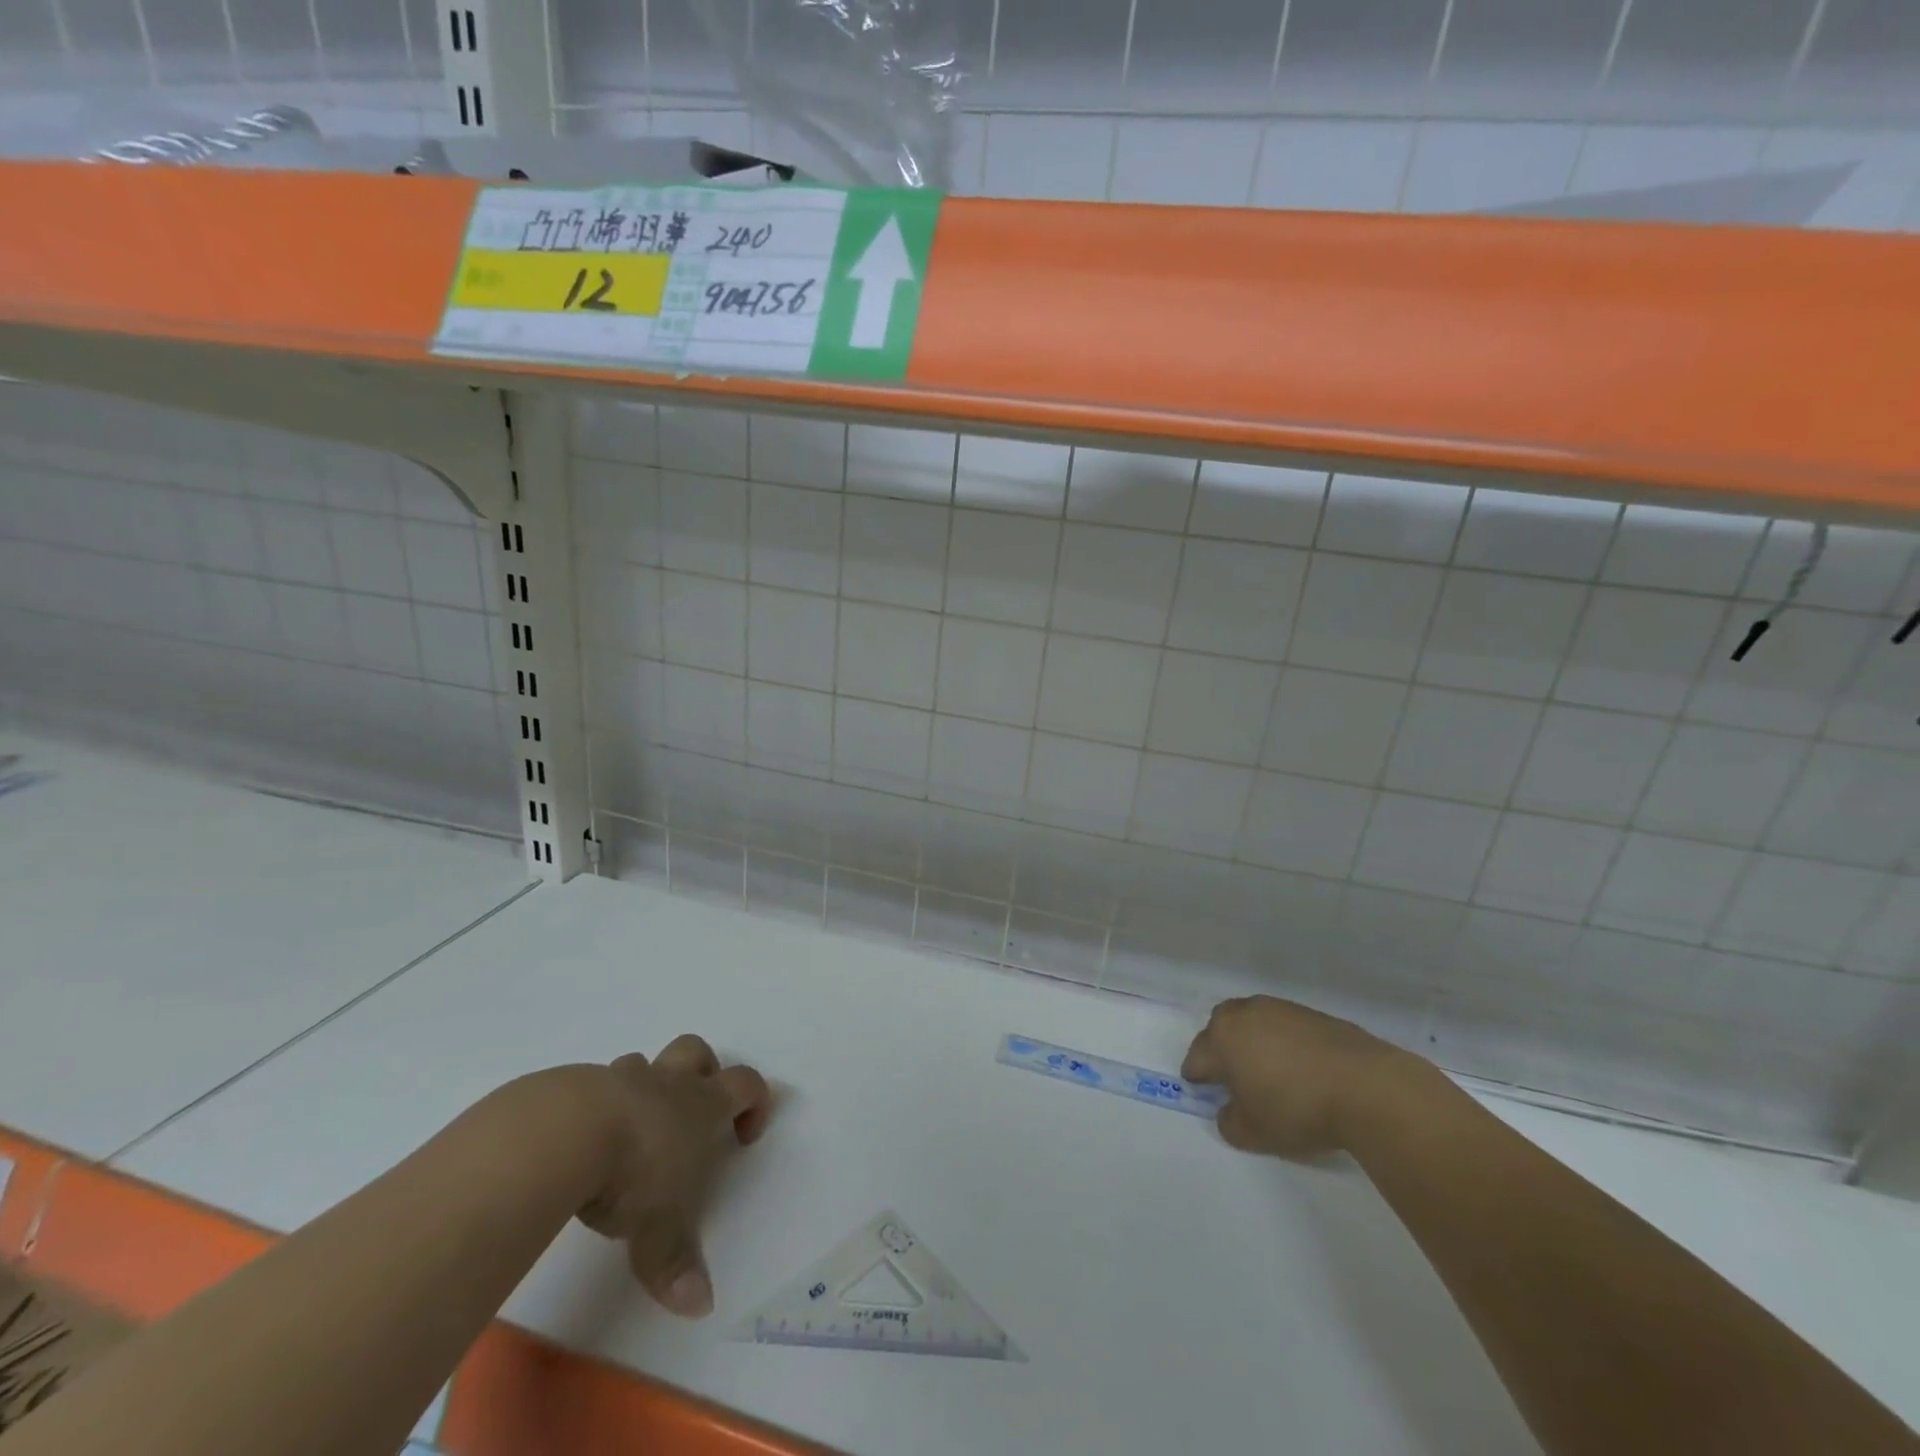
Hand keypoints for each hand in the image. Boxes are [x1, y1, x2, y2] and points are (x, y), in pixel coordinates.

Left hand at [573, 1035, 771, 1317]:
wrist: (563, 1133)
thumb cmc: (631, 1172)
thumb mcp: (658, 1229)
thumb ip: (677, 1264)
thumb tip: (701, 1307)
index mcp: (699, 1105)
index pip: (745, 1083)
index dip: (755, 1102)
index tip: (745, 1136)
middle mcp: (665, 1083)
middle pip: (696, 1051)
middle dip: (702, 1071)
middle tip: (692, 1112)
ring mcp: (619, 1079)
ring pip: (642, 1065)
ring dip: (643, 1089)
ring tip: (629, 1134)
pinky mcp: (575, 1087)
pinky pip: (593, 1087)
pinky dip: (595, 1109)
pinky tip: (580, 1145)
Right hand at [1181, 996, 1417, 1159]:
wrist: (1367, 1087)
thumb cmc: (1297, 1108)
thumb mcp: (1254, 1132)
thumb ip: (1230, 1122)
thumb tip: (1229, 1111)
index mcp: (1223, 1036)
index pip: (1197, 1057)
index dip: (1197, 1077)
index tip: (1202, 1091)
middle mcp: (1246, 1013)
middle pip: (1222, 1028)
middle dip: (1222, 1050)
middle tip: (1233, 1078)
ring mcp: (1282, 1009)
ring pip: (1255, 1024)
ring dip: (1255, 1044)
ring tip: (1271, 1073)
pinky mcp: (1314, 1015)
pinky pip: (1286, 1028)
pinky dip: (1286, 1044)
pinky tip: (1302, 1069)